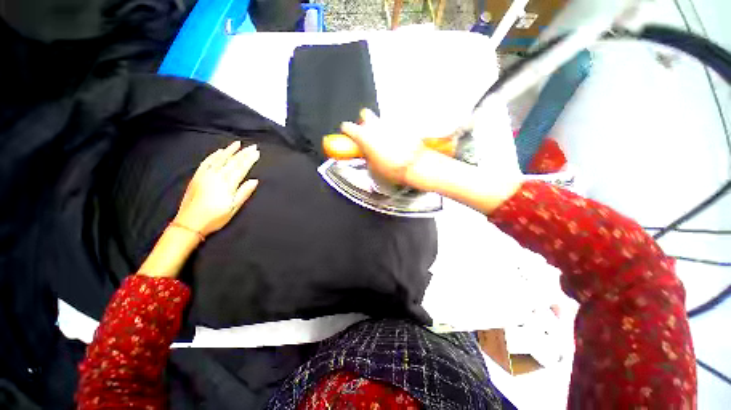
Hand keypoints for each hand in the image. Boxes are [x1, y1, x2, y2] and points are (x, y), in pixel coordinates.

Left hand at [174, 141, 259, 237]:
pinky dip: (214, 155)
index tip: (257, 152)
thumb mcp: (233, 208)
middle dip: (244, 153)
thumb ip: (244, 193)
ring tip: (237, 143)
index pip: (241, 168)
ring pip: (219, 159)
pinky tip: (219, 151)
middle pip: (232, 162)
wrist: (189, 223)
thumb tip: (255, 180)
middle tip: (252, 146)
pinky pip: (206, 162)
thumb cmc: (215, 218)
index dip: (250, 160)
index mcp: (227, 184)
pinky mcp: (197, 177)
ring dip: (229, 150)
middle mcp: (216, 176)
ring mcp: (205, 175)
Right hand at [341, 109, 431, 189]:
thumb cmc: (390, 168)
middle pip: (365, 115)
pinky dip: (394, 132)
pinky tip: (398, 142)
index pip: (348, 127)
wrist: (413, 164)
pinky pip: (395, 126)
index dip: (347, 131)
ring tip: (385, 141)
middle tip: (368, 134)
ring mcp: (389, 123)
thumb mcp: (372, 167)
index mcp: (363, 136)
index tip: (348, 134)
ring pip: (381, 120)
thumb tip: (367, 155)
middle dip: (364, 122)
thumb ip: (366, 157)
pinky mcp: (403, 125)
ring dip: (380, 128)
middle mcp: (375, 125)